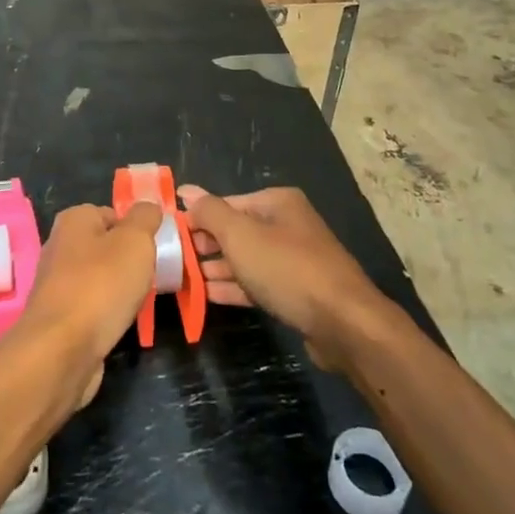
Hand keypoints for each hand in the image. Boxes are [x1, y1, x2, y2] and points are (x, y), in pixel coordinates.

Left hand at [11, 202, 160, 406]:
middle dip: (129, 262)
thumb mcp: (135, 241)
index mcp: (74, 220)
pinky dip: (106, 313)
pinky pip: (92, 306)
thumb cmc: (101, 285)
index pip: (113, 214)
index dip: (136, 230)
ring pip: (100, 278)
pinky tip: (118, 323)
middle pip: (106, 247)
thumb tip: (148, 206)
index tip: (155, 249)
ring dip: (119, 289)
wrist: (61, 350)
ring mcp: (56, 283)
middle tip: (151, 277)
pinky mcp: (58, 316)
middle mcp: (60, 246)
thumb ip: (145, 218)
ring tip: (138, 302)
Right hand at [179, 186, 390, 369]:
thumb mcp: (241, 235)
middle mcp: (288, 225)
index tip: (170, 235)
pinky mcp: (297, 292)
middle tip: (174, 259)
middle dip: (206, 244)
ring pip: (246, 259)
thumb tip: (186, 190)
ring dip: (216, 268)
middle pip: (237, 230)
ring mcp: (294, 260)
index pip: (227, 204)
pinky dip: (233, 287)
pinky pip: (257, 283)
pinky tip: (207, 295)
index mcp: (278, 202)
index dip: (198, 218)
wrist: (343, 323)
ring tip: (183, 279)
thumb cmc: (287, 269)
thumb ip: (210, 212)